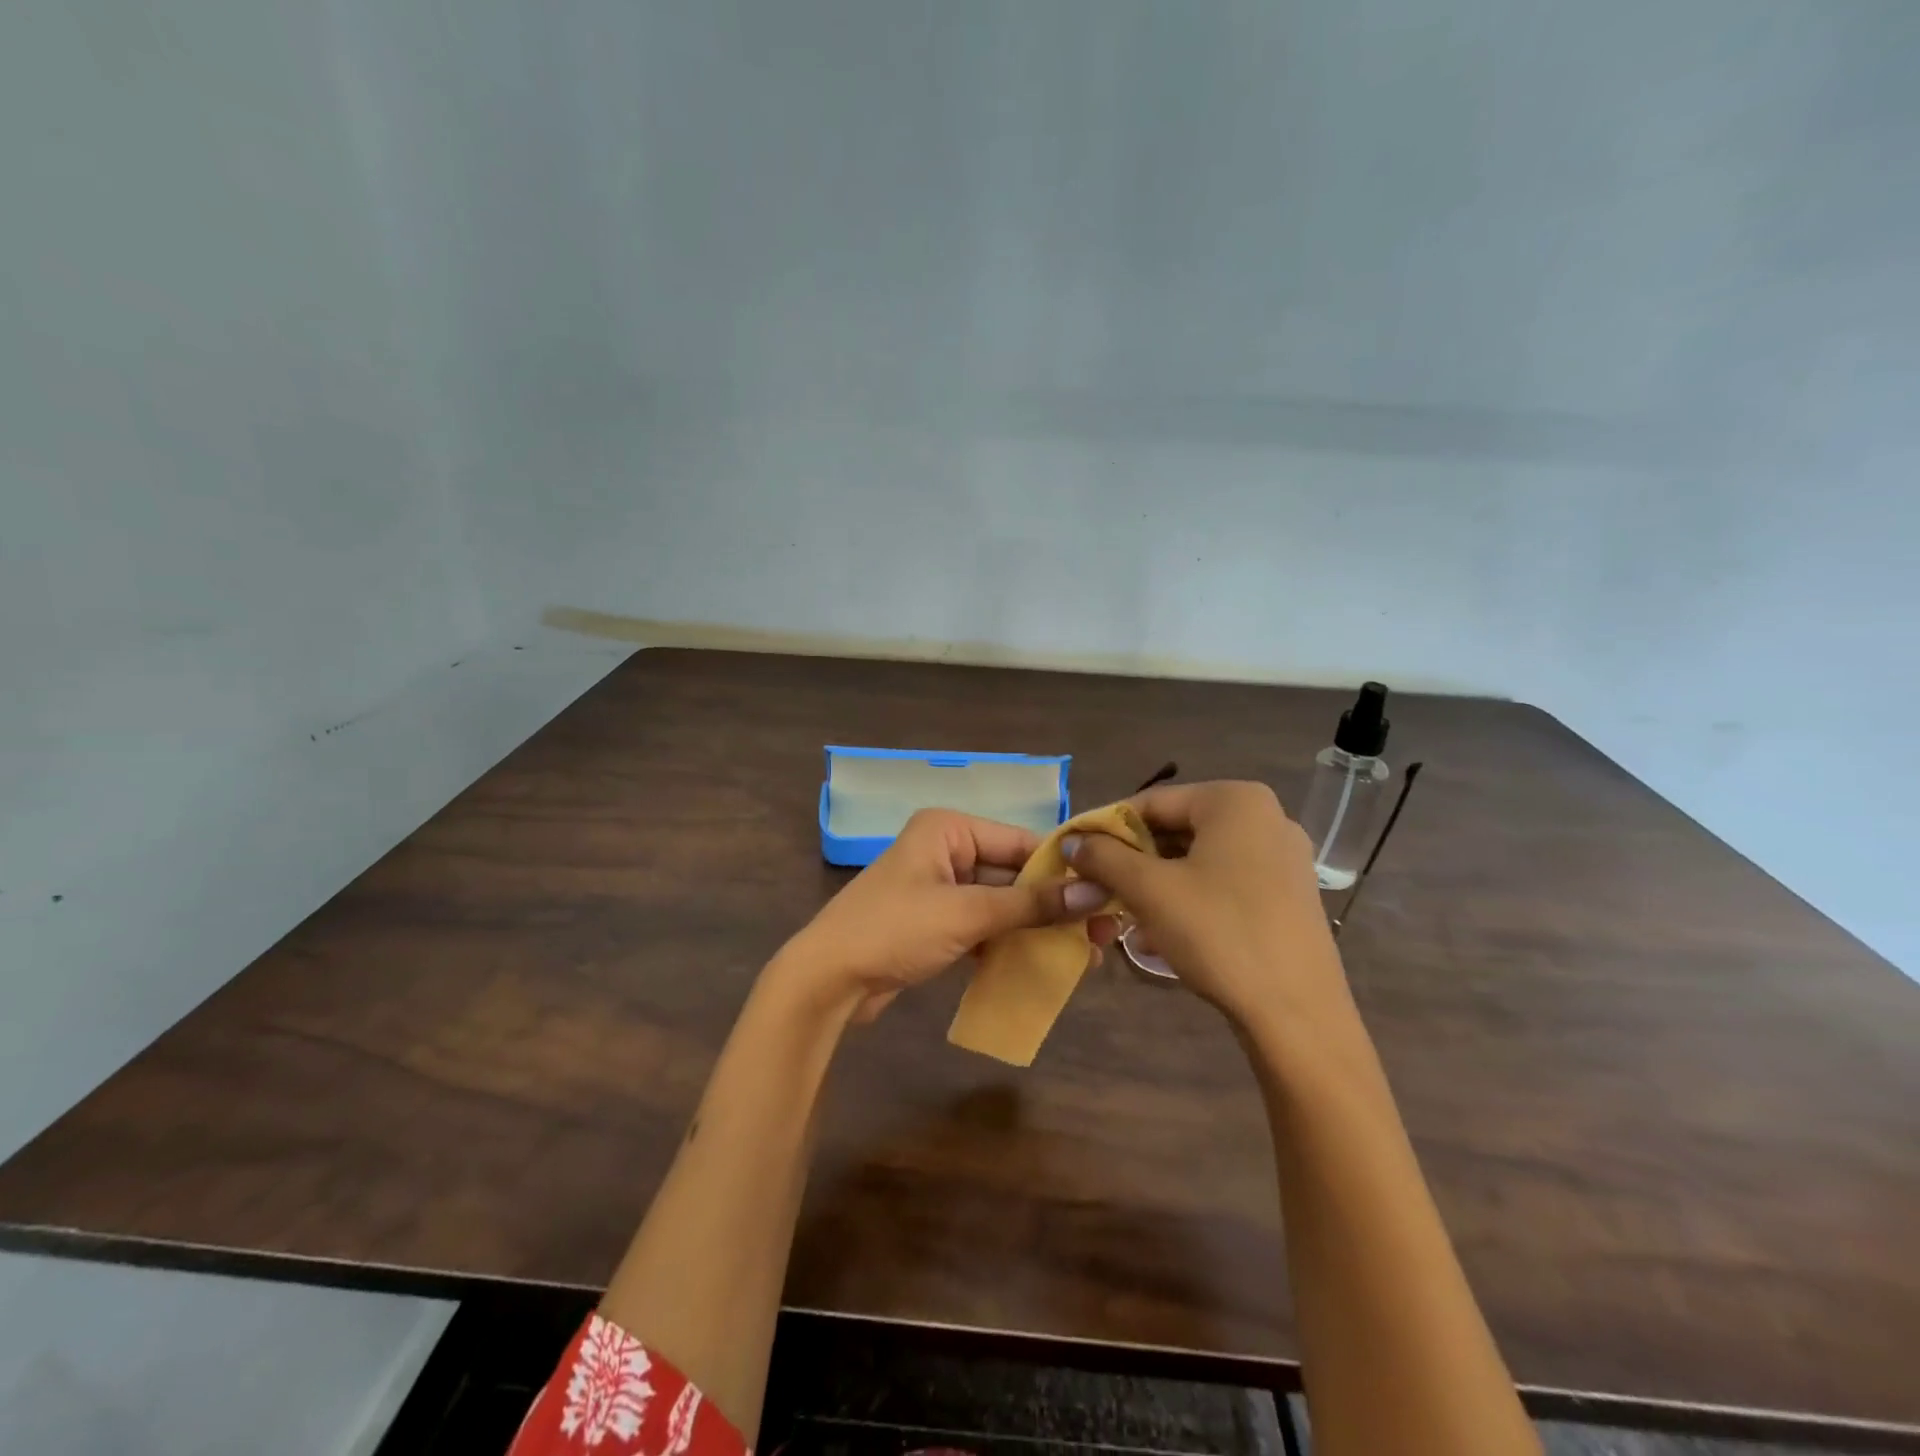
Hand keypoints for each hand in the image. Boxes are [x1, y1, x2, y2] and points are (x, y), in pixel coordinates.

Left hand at [776, 809, 1112, 1021]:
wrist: (828, 980)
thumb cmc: (894, 930)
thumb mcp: (967, 913)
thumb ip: (1031, 904)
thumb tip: (1095, 894)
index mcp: (949, 829)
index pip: (1021, 842)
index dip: (1065, 869)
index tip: (1109, 895)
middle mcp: (947, 850)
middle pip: (1014, 874)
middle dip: (1055, 904)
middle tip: (1104, 932)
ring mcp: (941, 888)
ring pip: (1002, 903)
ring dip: (1037, 927)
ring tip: (1085, 953)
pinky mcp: (937, 922)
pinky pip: (984, 925)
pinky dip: (1010, 942)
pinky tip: (1045, 963)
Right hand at [1065, 781, 1347, 1029]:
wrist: (1297, 1015)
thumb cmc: (1219, 934)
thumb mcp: (1150, 890)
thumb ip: (1104, 856)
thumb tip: (1072, 840)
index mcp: (1235, 800)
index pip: (1152, 802)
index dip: (1107, 828)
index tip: (1076, 855)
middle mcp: (1266, 817)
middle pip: (1178, 828)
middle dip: (1134, 860)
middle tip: (1098, 888)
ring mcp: (1283, 857)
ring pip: (1200, 859)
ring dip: (1157, 884)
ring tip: (1125, 916)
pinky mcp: (1289, 895)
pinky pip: (1225, 883)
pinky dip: (1190, 899)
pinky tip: (1163, 933)